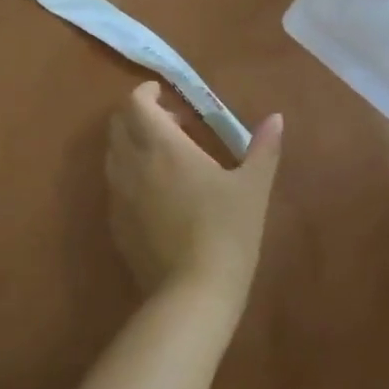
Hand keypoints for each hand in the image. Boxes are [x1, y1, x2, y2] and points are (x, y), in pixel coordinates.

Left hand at [105, 83, 283, 317]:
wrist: (194, 294)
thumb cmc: (227, 232)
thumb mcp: (253, 188)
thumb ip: (263, 148)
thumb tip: (276, 118)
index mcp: (163, 148)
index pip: (136, 104)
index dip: (146, 93)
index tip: (166, 95)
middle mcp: (133, 165)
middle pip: (118, 125)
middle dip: (138, 115)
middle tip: (171, 123)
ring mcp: (120, 197)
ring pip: (112, 155)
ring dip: (132, 144)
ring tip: (164, 156)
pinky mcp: (116, 225)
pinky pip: (115, 186)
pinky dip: (129, 174)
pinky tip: (157, 193)